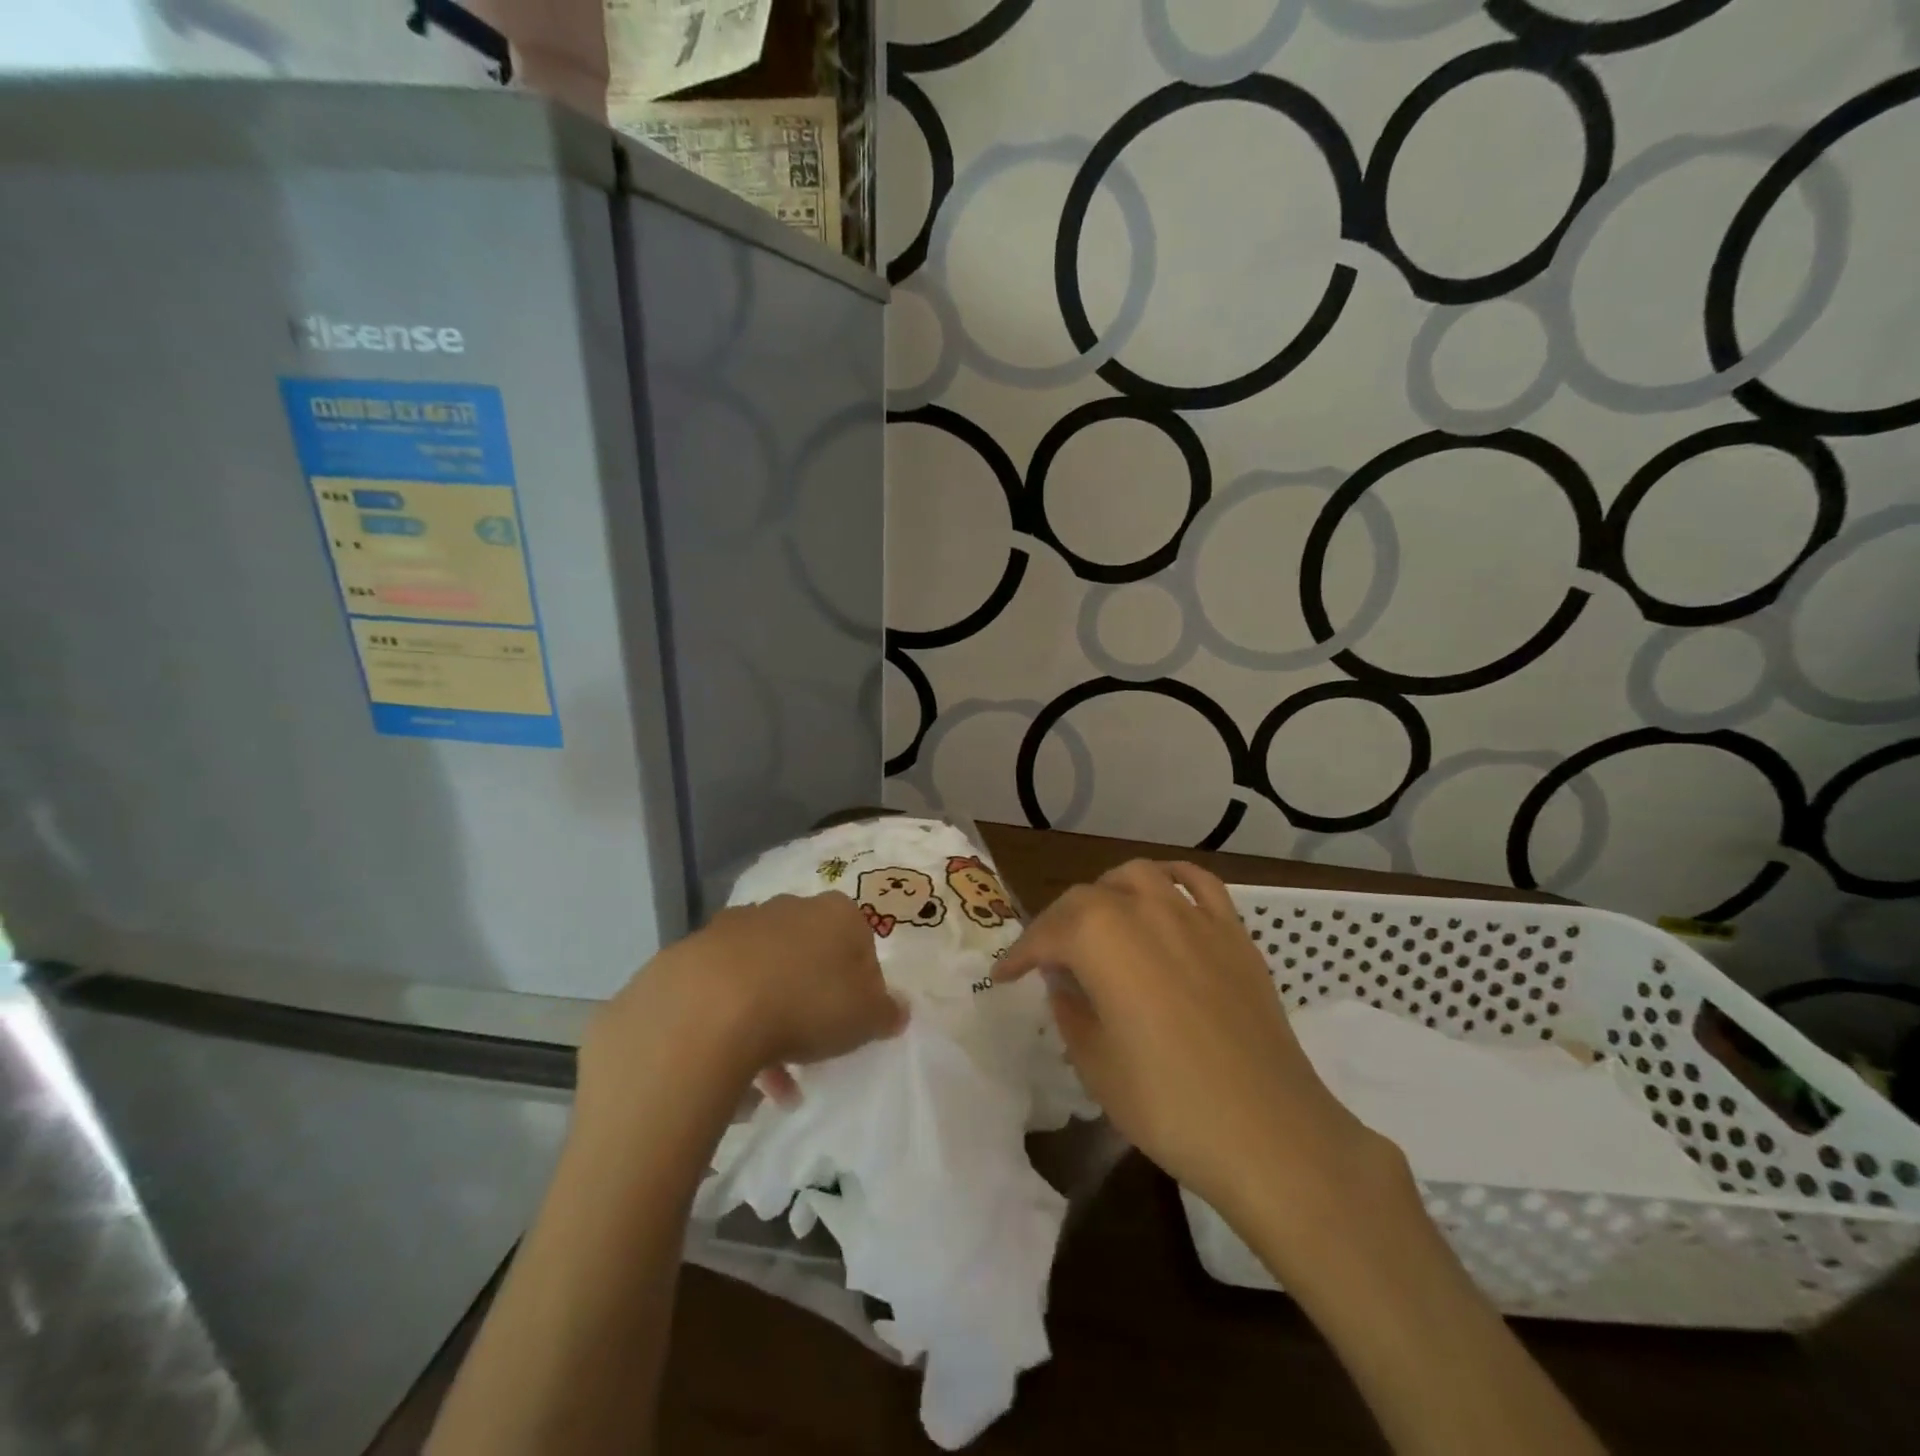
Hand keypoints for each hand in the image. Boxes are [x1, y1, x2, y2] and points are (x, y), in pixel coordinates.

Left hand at [580, 893, 906, 1115]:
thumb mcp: (866, 1018)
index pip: (860, 942)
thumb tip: (897, 1009)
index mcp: (836, 913)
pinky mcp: (694, 951)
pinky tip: (735, 1067)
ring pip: (765, 973)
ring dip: (772, 1018)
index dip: (861, 984)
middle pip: (810, 955)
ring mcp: (736, 926)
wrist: (709, 1008)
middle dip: (813, 999)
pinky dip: (733, 1022)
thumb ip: (888, 1012)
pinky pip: (724, 989)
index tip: (853, 1021)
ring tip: (773, 1082)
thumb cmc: (806, 1004)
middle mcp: (788, 908)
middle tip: (813, 1047)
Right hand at [995, 860, 1398, 1226]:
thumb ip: (1070, 1010)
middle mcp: (1144, 909)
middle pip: (1088, 897)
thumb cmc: (1168, 1104)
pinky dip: (1171, 879)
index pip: (1047, 932)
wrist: (1270, 1133)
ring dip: (1109, 891)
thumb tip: (1064, 982)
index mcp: (1101, 938)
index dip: (1021, 953)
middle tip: (1049, 960)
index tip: (1004, 975)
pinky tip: (1162, 896)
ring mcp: (1195, 916)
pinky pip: (1198, 883)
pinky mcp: (1234, 933)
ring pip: (1139, 876)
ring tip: (1101, 921)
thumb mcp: (1095, 1064)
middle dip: (1059, 924)